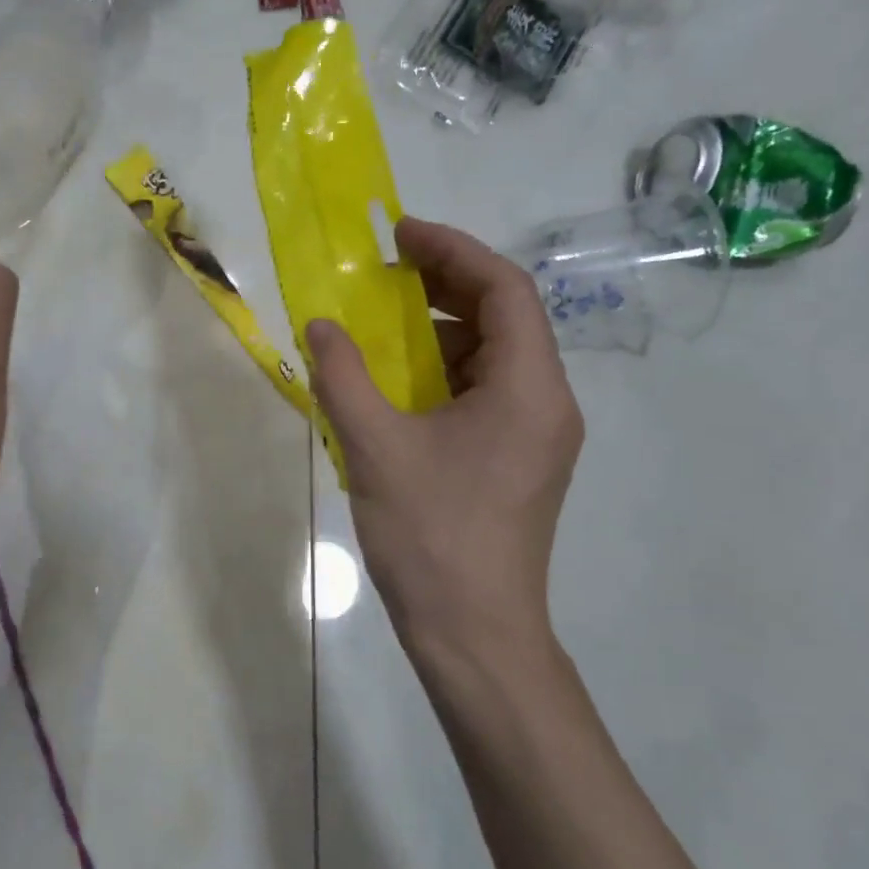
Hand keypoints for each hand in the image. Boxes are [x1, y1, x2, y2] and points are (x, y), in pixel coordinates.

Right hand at [306, 217, 582, 671]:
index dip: (453, 250)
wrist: (474, 633)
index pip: (504, 289)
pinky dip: (444, 373)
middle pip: (505, 317)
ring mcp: (538, 436)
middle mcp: (547, 402)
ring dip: (442, 331)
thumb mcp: (375, 448)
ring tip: (384, 326)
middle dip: (446, 285)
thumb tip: (321, 326)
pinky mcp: (520, 462)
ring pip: (495, 357)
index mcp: (528, 388)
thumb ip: (343, 377)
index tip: (399, 235)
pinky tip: (399, 385)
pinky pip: (486, 393)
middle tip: (386, 273)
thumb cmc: (430, 536)